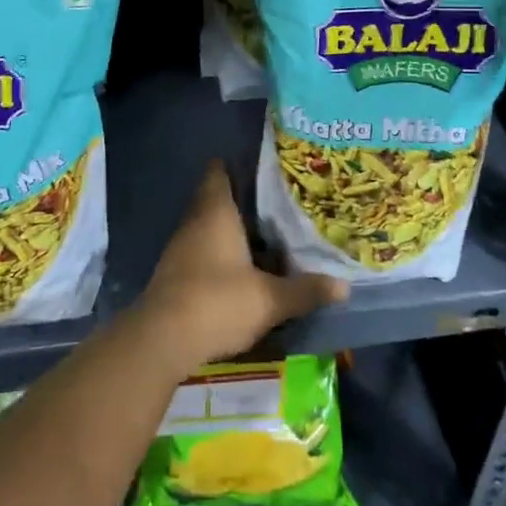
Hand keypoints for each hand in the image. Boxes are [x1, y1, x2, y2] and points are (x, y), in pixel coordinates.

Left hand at [134, 160, 346, 372]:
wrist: (161, 340)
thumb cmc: (217, 302)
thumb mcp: (269, 299)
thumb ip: (305, 290)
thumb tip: (344, 286)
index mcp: (216, 212)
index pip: (219, 171)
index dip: (237, 165)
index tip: (262, 167)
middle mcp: (194, 222)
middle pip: (216, 199)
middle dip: (243, 201)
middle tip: (276, 204)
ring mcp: (180, 248)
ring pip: (209, 228)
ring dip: (232, 231)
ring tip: (267, 237)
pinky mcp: (175, 274)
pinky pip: (202, 252)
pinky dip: (221, 254)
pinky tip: (242, 270)